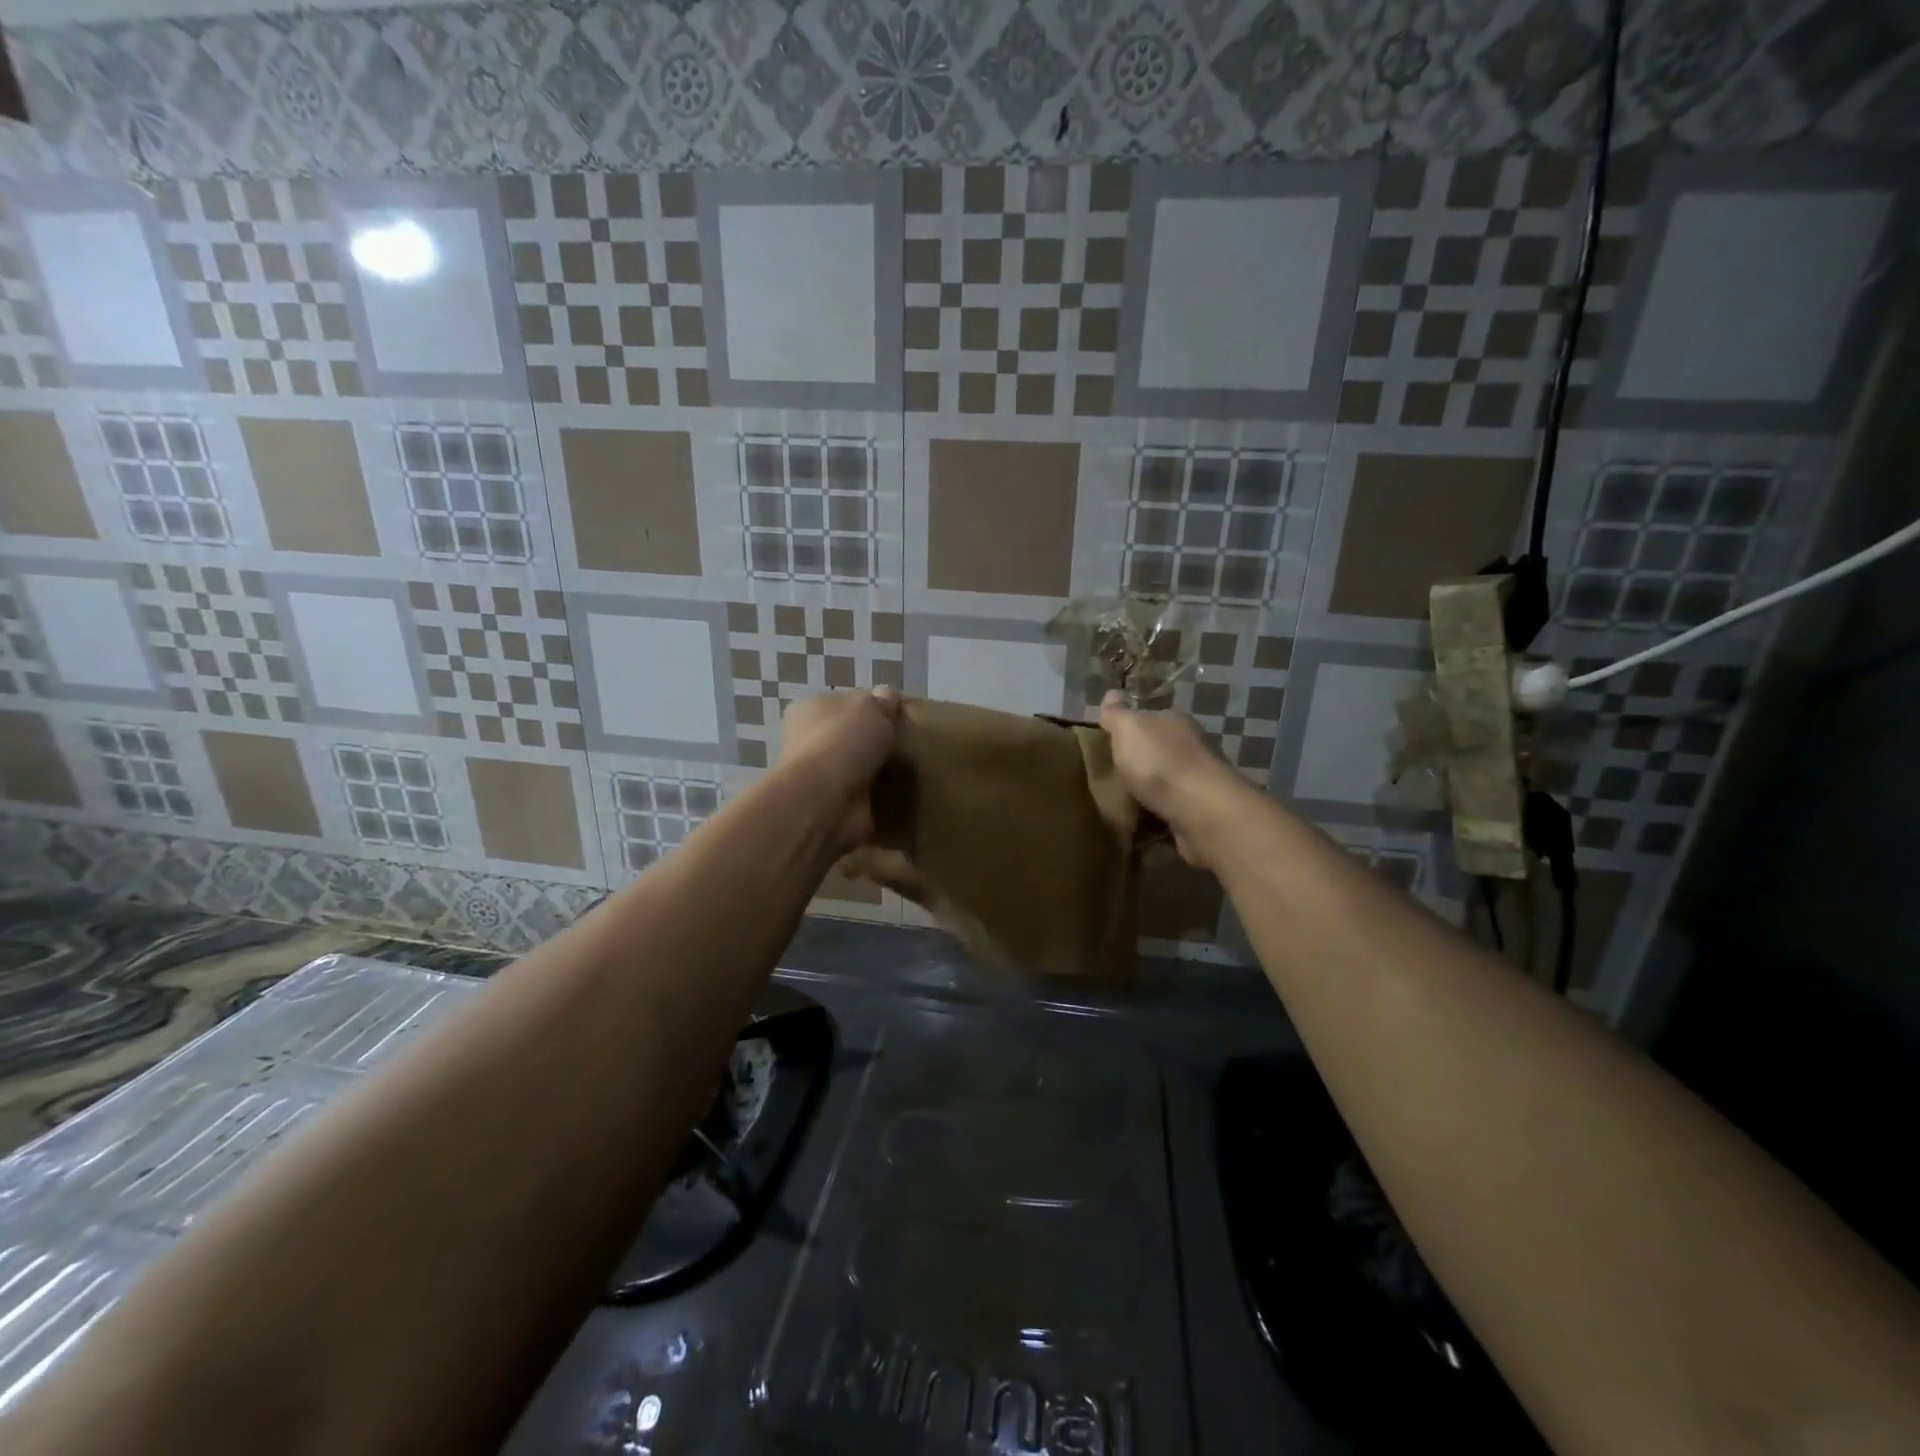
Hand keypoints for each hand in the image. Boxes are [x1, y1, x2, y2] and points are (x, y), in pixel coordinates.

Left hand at [776, 687, 901, 851]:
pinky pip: (862, 794)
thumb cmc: (844, 741)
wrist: (826, 799)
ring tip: (908, 770)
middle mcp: (809, 739)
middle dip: (875, 740)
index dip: (873, 706)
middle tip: (908, 744)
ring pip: (857, 765)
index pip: (847, 702)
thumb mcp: (872, 707)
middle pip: (851, 734)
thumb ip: (882, 701)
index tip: (900, 717)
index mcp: (812, 708)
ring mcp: (820, 774)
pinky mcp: (833, 803)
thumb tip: (887, 697)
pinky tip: (899, 793)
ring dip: (877, 769)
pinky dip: (877, 795)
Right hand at [1099, 690, 1242, 868]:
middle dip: (1139, 763)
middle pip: (1159, 751)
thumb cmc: (1160, 763)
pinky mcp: (1200, 813)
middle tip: (1109, 778)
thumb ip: (1117, 714)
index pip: (1150, 719)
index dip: (1129, 730)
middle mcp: (1191, 747)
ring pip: (1166, 783)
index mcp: (1175, 722)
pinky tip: (1140, 826)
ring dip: (1149, 793)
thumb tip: (1111, 693)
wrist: (1201, 811)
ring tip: (1120, 805)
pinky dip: (1158, 818)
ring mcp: (1198, 782)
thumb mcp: (1128, 729)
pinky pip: (1171, 812)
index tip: (1108, 745)